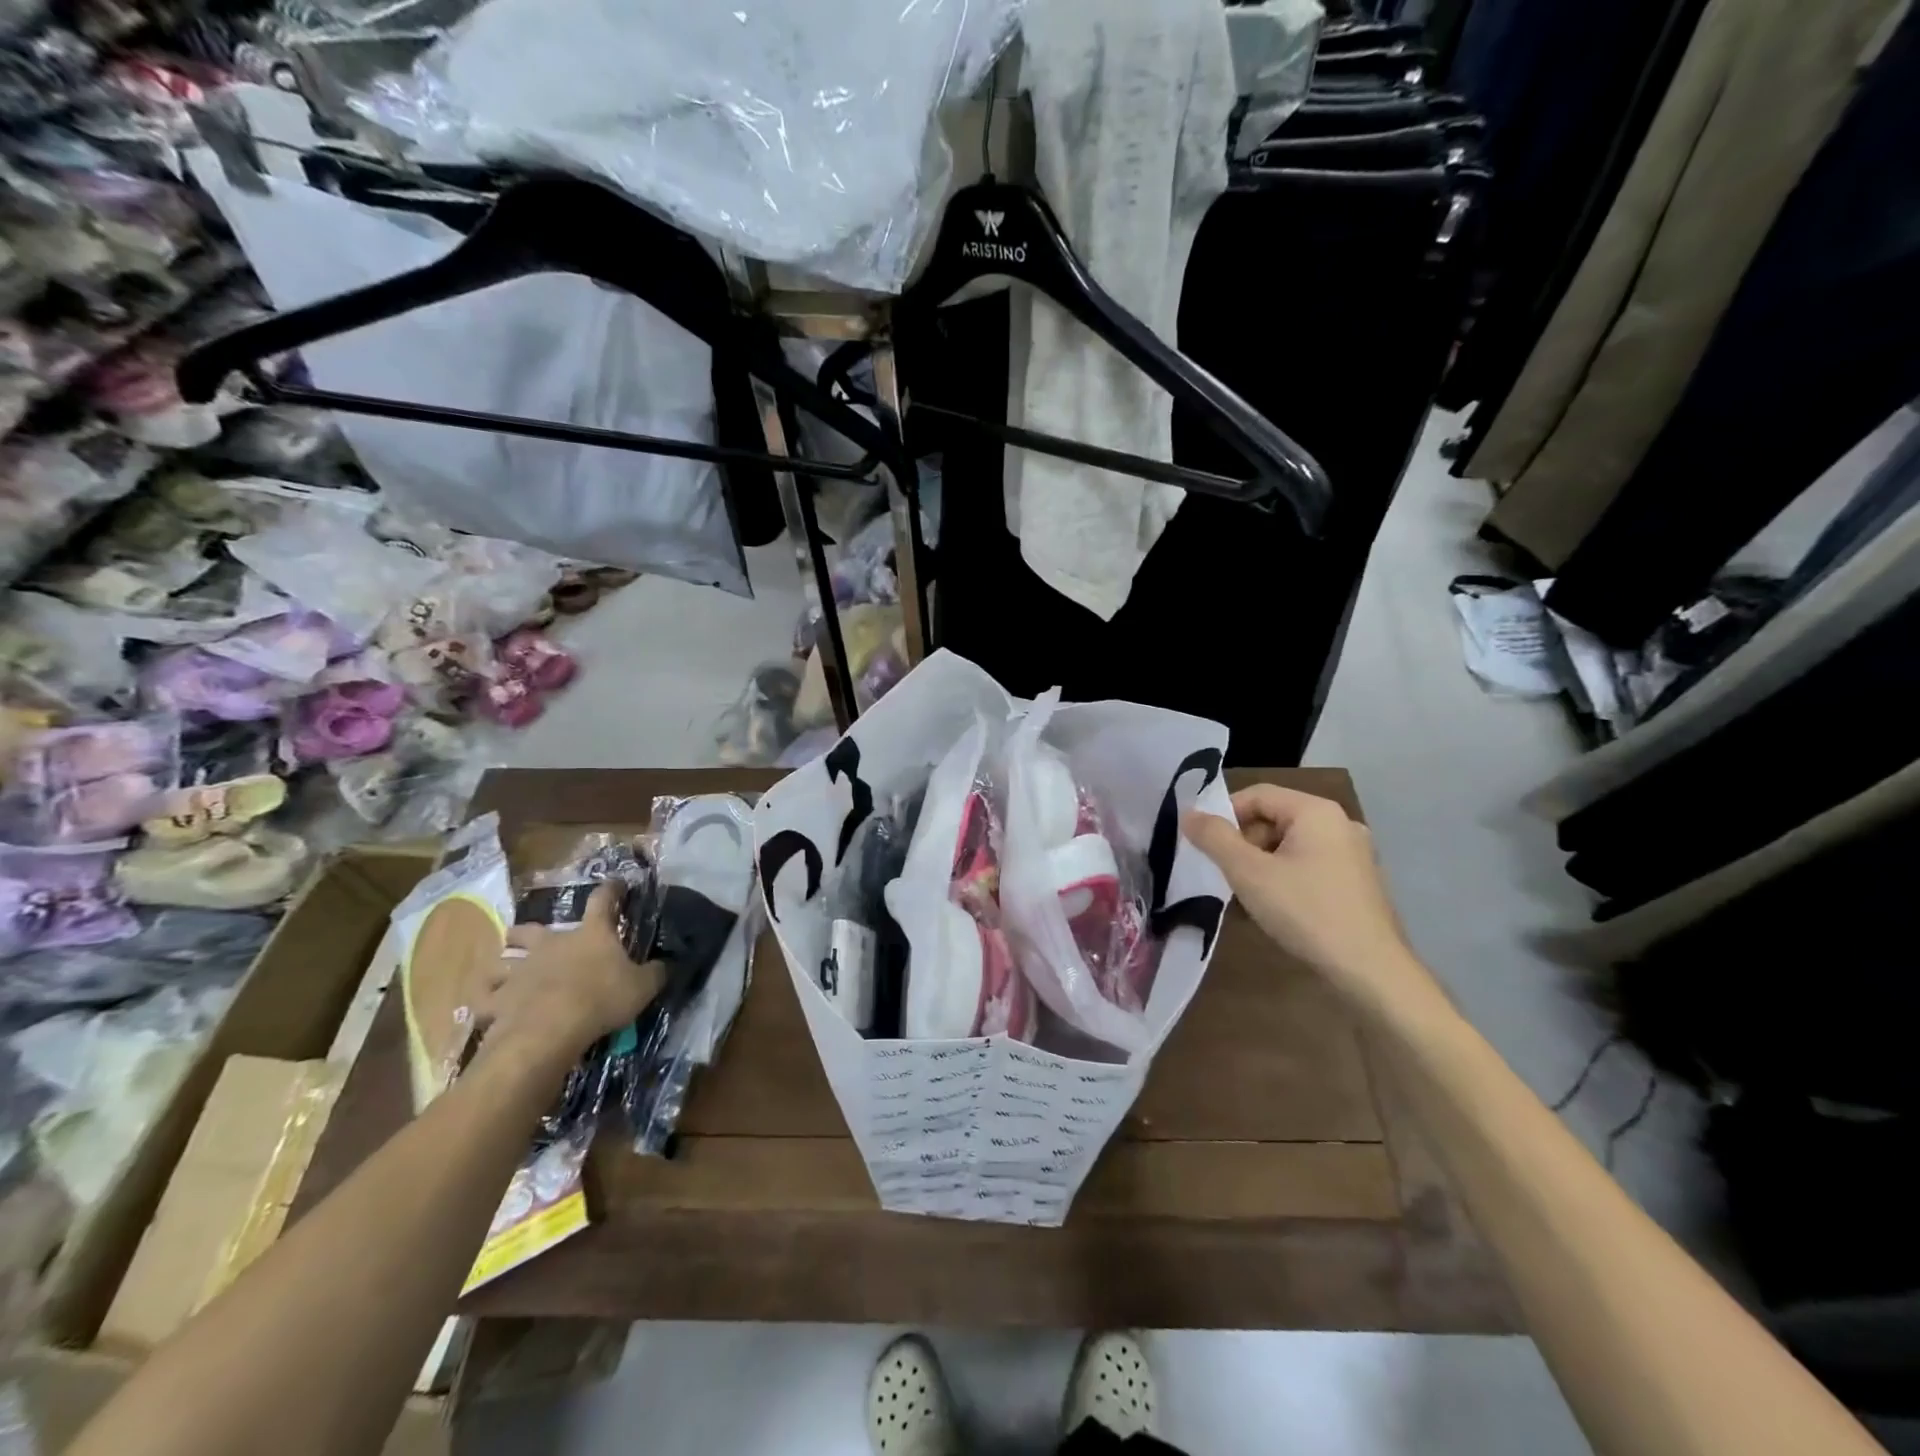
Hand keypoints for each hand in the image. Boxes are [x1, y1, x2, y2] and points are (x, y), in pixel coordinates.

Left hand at [478, 883, 664, 1072]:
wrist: (550, 1031)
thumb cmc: (601, 999)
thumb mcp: (643, 987)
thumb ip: (656, 973)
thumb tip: (667, 964)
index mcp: (590, 935)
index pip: (602, 901)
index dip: (611, 890)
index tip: (616, 884)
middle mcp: (550, 944)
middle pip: (530, 928)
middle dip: (528, 930)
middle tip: (529, 936)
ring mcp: (519, 970)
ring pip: (500, 959)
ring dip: (502, 963)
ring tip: (504, 970)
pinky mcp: (497, 1000)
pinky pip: (483, 998)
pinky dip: (483, 999)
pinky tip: (486, 1004)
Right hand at [1183, 784, 1428, 1012]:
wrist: (1370, 970)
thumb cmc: (1306, 912)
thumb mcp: (1249, 873)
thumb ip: (1215, 838)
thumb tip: (1189, 814)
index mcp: (1316, 812)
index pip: (1257, 795)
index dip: (1224, 815)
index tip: (1203, 845)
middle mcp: (1340, 823)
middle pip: (1274, 818)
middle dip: (1243, 842)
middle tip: (1225, 874)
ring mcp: (1354, 853)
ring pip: (1290, 844)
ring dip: (1261, 863)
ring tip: (1246, 896)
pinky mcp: (1358, 881)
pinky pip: (1309, 865)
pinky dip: (1285, 877)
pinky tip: (1275, 907)